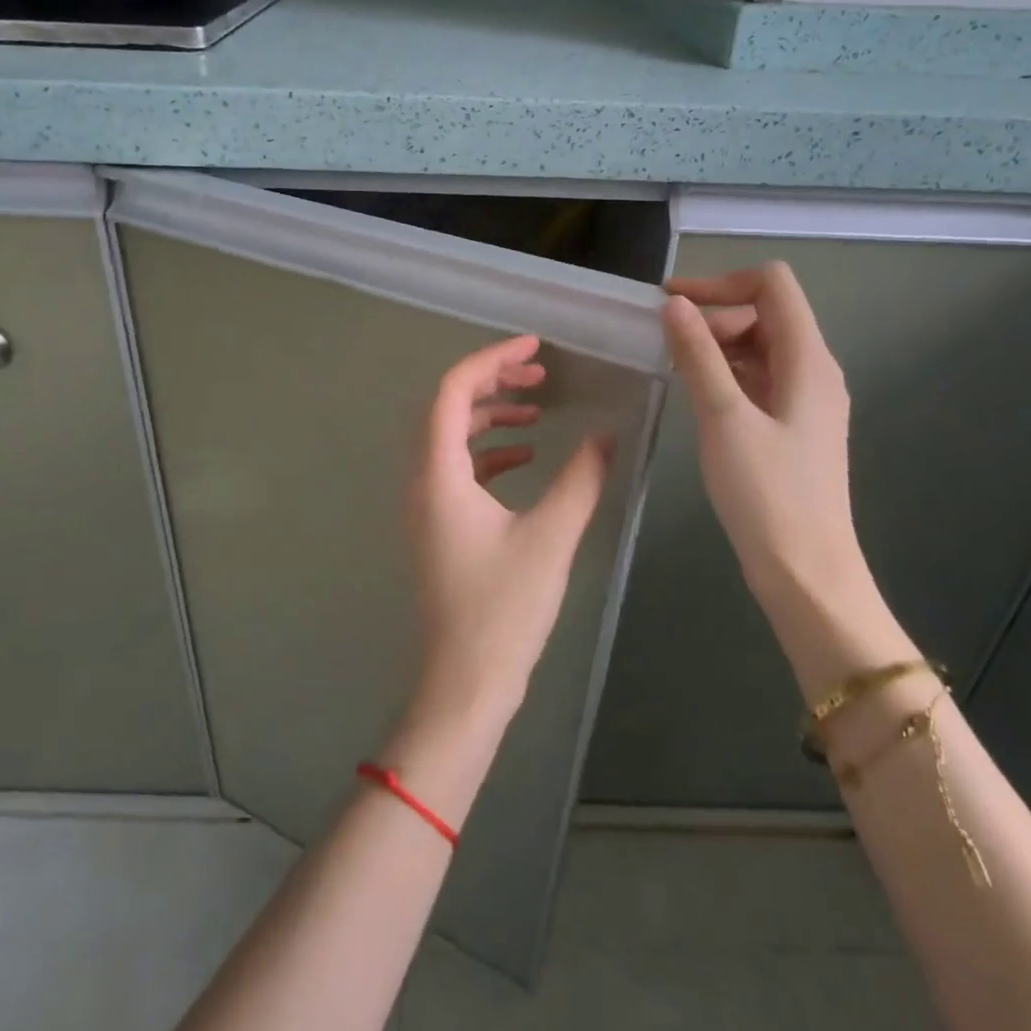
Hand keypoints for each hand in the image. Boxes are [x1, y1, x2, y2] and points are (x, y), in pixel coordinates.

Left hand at [404, 335, 613, 721]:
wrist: (465, 683)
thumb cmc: (503, 609)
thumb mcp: (551, 538)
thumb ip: (581, 479)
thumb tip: (609, 435)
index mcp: (438, 474)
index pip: (452, 391)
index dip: (491, 359)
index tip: (533, 346)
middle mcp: (422, 480)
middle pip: (448, 408)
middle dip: (493, 382)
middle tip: (540, 373)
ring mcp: (426, 504)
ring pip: (451, 437)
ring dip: (492, 417)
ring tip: (539, 412)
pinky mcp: (438, 525)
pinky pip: (458, 468)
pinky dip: (489, 453)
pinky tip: (527, 458)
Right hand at [661, 264, 867, 612]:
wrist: (806, 572)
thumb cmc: (767, 494)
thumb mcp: (724, 418)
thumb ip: (699, 356)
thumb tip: (674, 305)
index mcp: (808, 360)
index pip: (772, 285)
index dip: (721, 283)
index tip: (671, 303)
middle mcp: (813, 371)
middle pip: (765, 314)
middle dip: (714, 318)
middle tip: (665, 345)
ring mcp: (805, 401)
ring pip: (759, 348)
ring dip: (716, 347)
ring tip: (672, 367)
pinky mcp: (792, 427)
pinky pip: (758, 380)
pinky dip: (725, 375)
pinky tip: (695, 395)